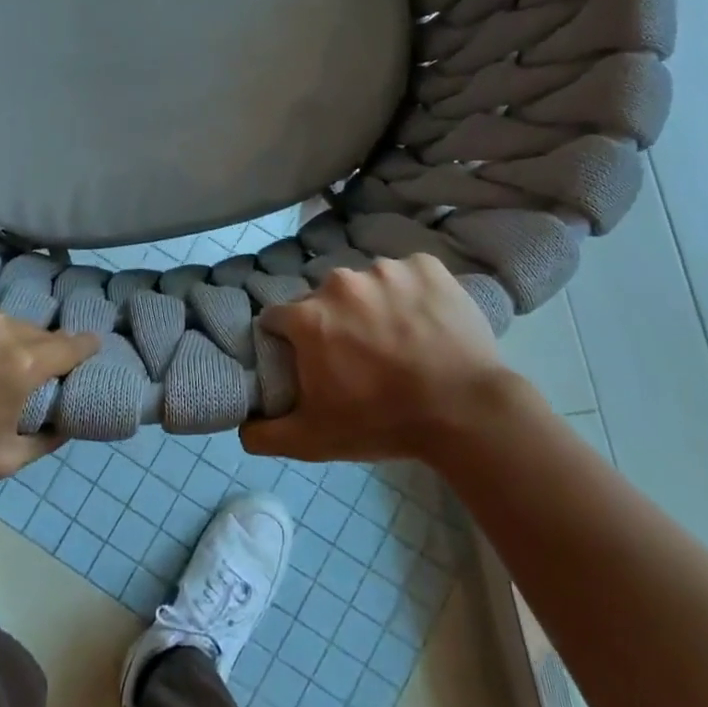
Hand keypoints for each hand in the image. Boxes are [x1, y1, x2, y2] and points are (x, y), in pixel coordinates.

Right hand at [241, 255, 522, 463]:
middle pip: (324, 299)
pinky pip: (408, 273)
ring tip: (399, 338)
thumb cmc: (383, 422)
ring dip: (374, 304)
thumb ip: (266, 434)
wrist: (466, 411)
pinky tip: (426, 319)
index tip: (308, 358)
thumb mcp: (315, 440)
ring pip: (367, 284)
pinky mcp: (426, 265)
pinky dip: (412, 291)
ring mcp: (385, 269)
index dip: (288, 339)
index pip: (279, 318)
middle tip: (360, 354)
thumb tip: (241, 427)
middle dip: (334, 321)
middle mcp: (340, 282)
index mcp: (308, 316)